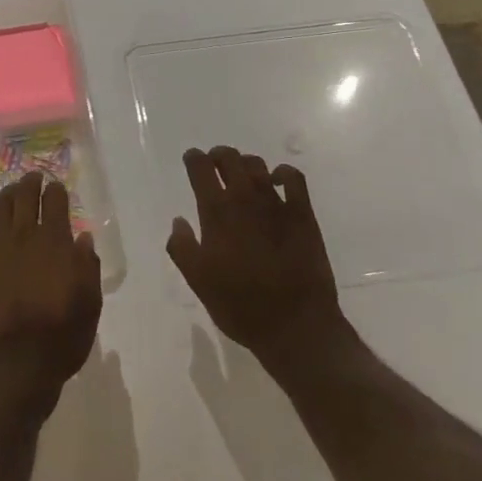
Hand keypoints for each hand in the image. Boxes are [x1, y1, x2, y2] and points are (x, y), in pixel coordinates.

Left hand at [0, 172, 102, 410]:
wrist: (13, 367)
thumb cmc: (60, 339)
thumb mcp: (89, 305)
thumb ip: (87, 267)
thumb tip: (83, 237)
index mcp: (55, 243)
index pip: (55, 202)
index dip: (56, 190)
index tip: (57, 187)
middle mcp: (24, 238)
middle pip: (25, 197)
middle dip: (30, 183)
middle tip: (33, 177)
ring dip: (5, 193)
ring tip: (10, 189)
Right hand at [166, 146, 350, 372]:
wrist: (295, 324)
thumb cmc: (240, 306)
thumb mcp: (198, 282)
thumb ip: (182, 247)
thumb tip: (178, 220)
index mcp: (216, 212)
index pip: (200, 168)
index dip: (194, 159)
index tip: (192, 160)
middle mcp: (244, 198)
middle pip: (229, 158)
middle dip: (218, 155)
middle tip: (215, 164)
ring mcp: (276, 203)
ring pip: (257, 165)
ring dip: (245, 163)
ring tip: (242, 175)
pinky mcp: (302, 213)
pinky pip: (293, 178)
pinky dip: (282, 172)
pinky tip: (277, 181)